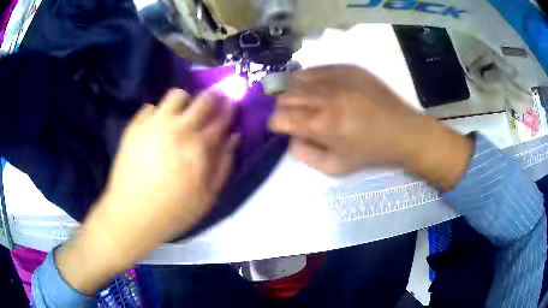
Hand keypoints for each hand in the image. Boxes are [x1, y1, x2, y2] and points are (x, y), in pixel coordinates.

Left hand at [56, 88, 237, 293]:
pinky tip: (156, 129)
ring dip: (185, 102)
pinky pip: (151, 107)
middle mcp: (178, 128)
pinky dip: (158, 114)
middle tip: (212, 103)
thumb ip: (224, 164)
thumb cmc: (173, 211)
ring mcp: (153, 124)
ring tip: (181, 116)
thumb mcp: (207, 197)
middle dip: (213, 97)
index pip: (221, 118)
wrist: (131, 215)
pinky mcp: (135, 127)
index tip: (231, 103)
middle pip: (203, 99)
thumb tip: (233, 136)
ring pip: (176, 95)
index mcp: (198, 147)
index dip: (229, 108)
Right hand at [270, 65, 471, 189]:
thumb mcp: (335, 167)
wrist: (403, 130)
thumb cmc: (371, 153)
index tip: (283, 127)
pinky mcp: (347, 67)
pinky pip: (315, 69)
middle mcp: (325, 96)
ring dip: (291, 90)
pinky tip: (319, 89)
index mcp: (322, 124)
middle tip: (291, 113)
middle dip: (281, 106)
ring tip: (302, 99)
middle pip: (283, 94)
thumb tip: (290, 136)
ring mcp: (336, 77)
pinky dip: (309, 79)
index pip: (278, 117)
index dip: (276, 124)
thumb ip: (304, 154)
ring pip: (295, 77)